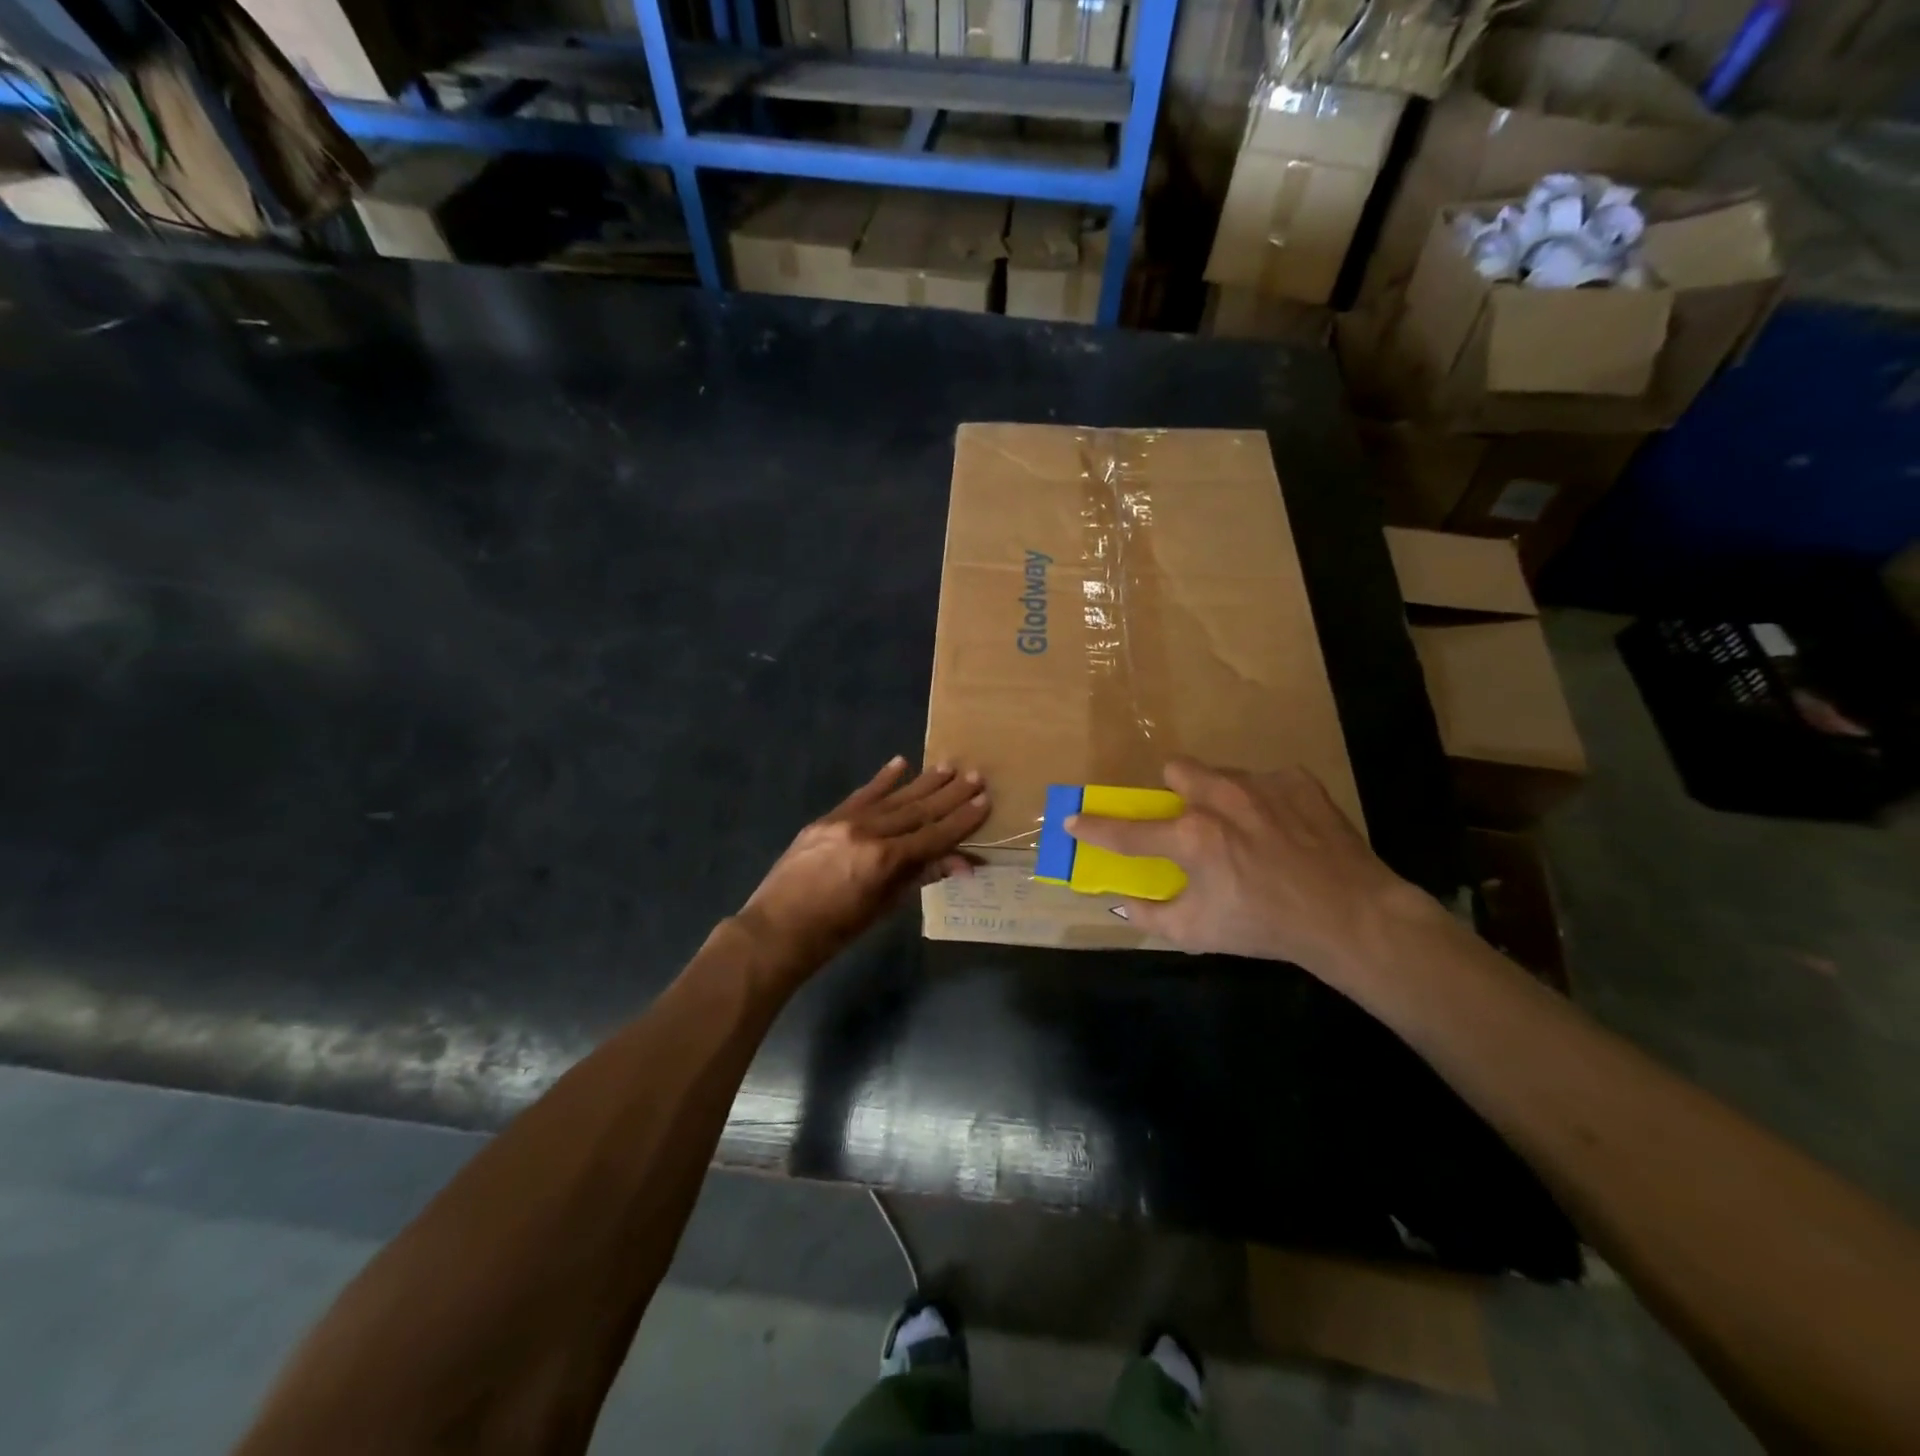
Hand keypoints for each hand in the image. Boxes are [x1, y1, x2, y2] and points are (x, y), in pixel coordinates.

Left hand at [737, 757, 988, 977]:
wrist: (777, 928)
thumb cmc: (836, 931)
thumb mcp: (884, 907)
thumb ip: (919, 877)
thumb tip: (961, 863)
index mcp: (885, 860)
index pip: (934, 834)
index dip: (962, 819)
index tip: (984, 800)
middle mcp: (869, 832)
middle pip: (917, 810)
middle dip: (949, 794)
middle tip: (975, 775)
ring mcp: (845, 821)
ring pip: (892, 798)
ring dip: (922, 782)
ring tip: (947, 766)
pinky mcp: (827, 818)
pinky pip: (861, 795)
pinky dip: (882, 780)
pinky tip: (900, 763)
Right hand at [1067, 758, 1441, 994]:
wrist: (1350, 915)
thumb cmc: (1266, 927)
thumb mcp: (1199, 933)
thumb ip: (1151, 916)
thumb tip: (1123, 902)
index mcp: (1192, 837)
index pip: (1127, 830)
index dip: (1094, 827)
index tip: (1073, 819)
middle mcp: (1220, 798)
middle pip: (1176, 770)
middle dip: (1174, 791)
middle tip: (1191, 821)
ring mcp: (1261, 784)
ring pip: (1220, 773)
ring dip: (1219, 796)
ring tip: (1245, 829)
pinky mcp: (1297, 780)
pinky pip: (1265, 781)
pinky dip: (1264, 802)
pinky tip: (1283, 831)